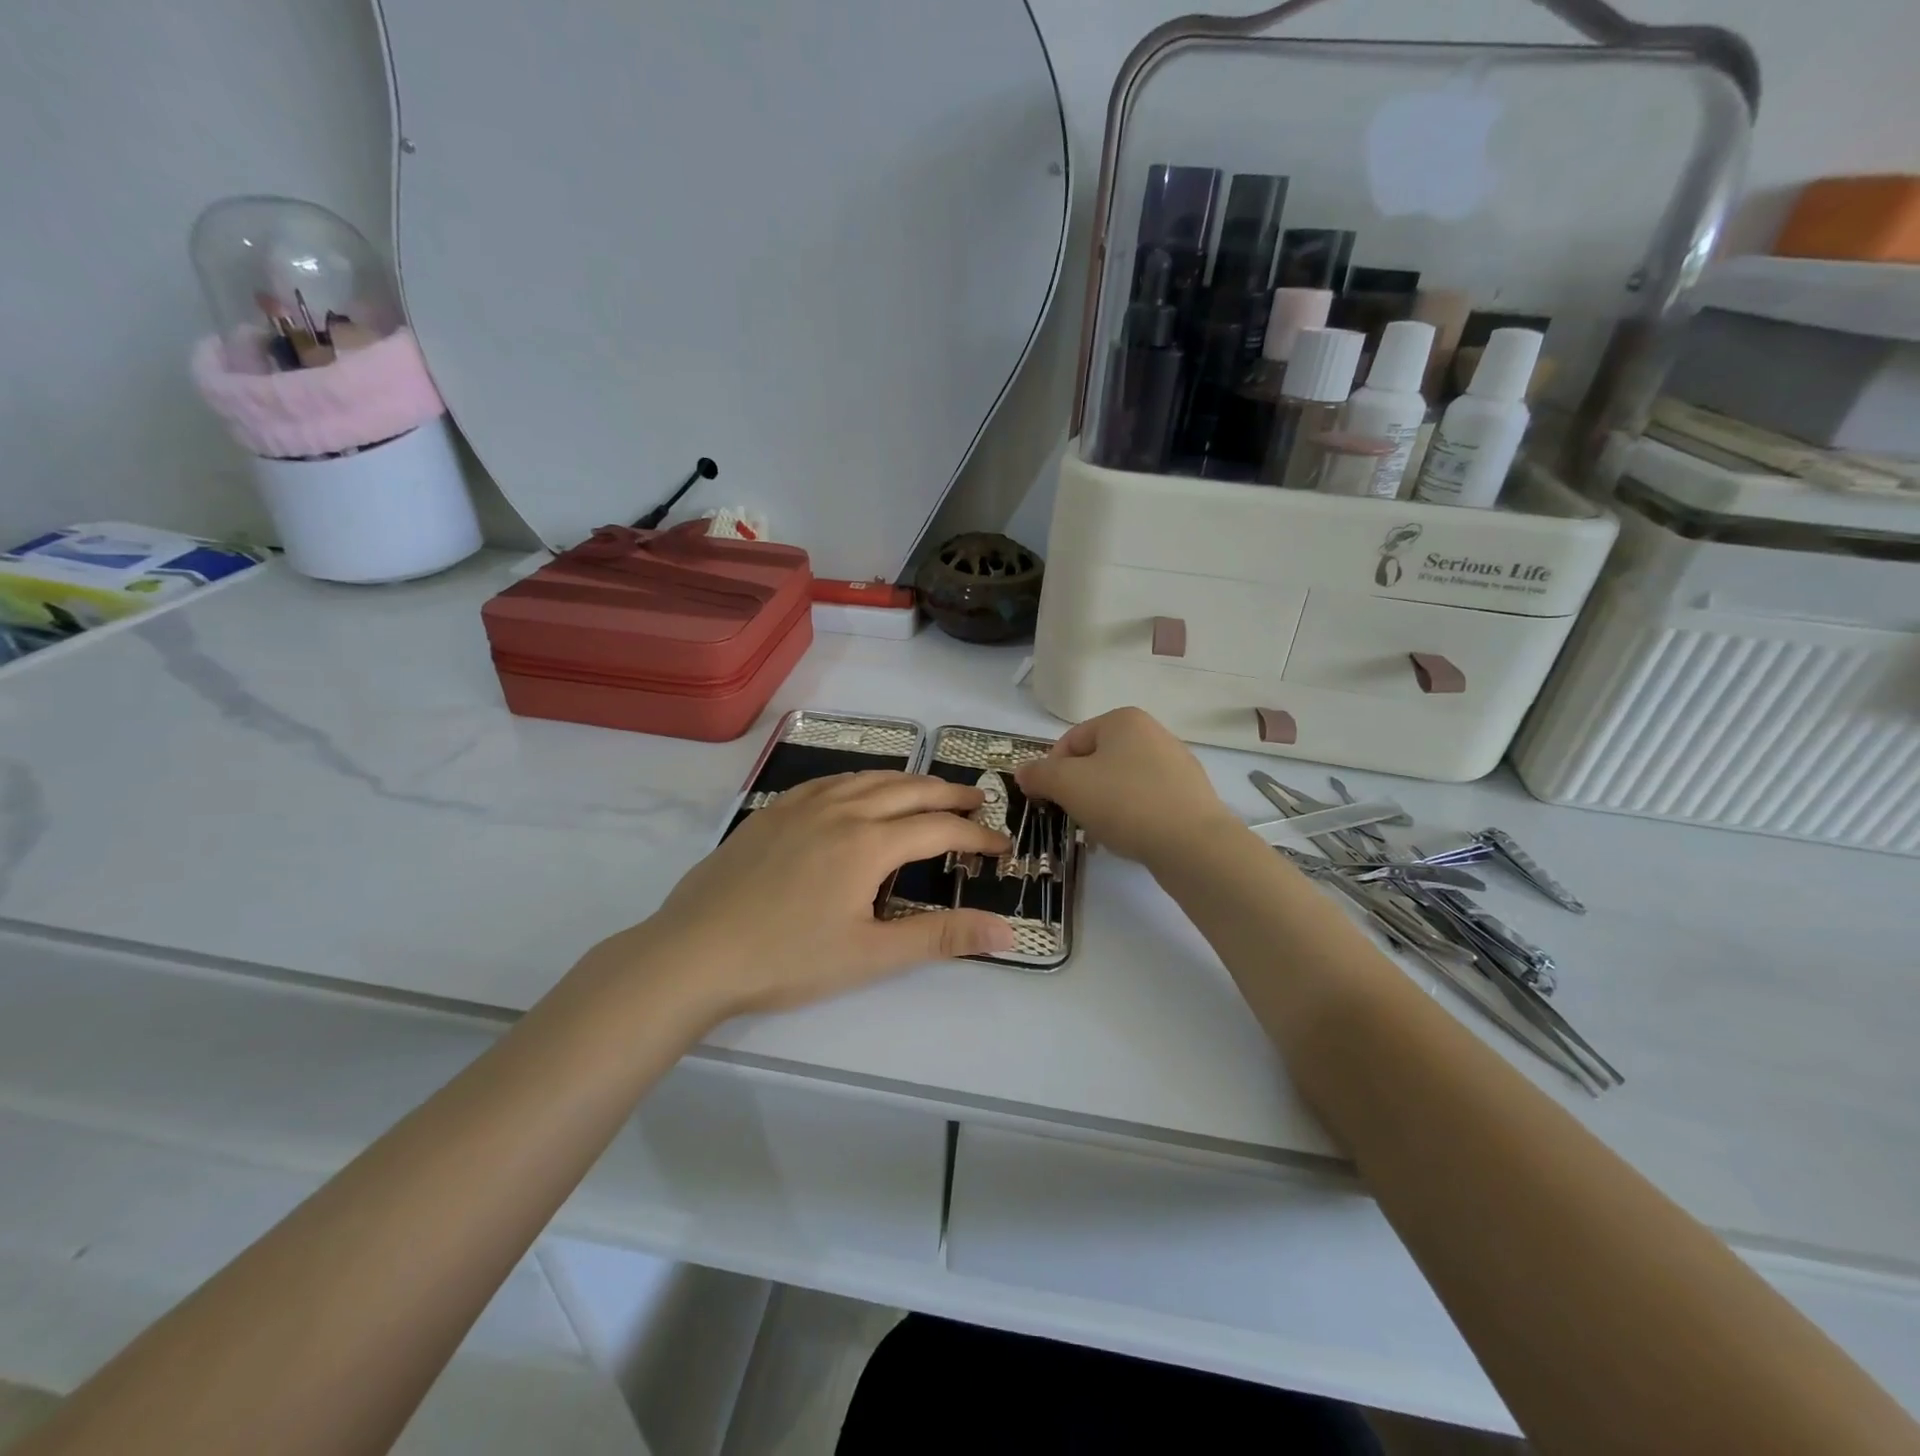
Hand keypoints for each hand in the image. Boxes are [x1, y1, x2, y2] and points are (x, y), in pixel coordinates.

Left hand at [625, 772, 1014, 1018]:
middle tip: (978, 800)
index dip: (976, 835)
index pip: (938, 828)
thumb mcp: (871, 955)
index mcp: (869, 842)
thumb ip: (941, 937)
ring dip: (908, 782)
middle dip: (949, 794)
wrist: (694, 953)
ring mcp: (802, 805)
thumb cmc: (787, 960)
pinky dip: (861, 781)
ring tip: (929, 791)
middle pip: (909, 790)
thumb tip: (1007, 932)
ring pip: (868, 778)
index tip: (1002, 845)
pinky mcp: (772, 811)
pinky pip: (830, 781)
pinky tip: (859, 792)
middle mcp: (841, 809)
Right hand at [1015, 707, 1237, 867]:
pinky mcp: (1189, 795)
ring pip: (1120, 782)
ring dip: (1103, 804)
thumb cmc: (1124, 802)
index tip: (1049, 799)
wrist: (1192, 844)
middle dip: (1079, 789)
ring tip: (1102, 830)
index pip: (1071, 741)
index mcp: (1124, 720)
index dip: (1052, 771)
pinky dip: (1130, 816)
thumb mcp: (1067, 784)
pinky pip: (1145, 801)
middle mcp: (1153, 732)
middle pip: (1096, 761)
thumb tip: (1023, 772)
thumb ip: (1039, 774)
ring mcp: (1176, 764)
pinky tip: (1129, 837)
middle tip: (1075, 816)